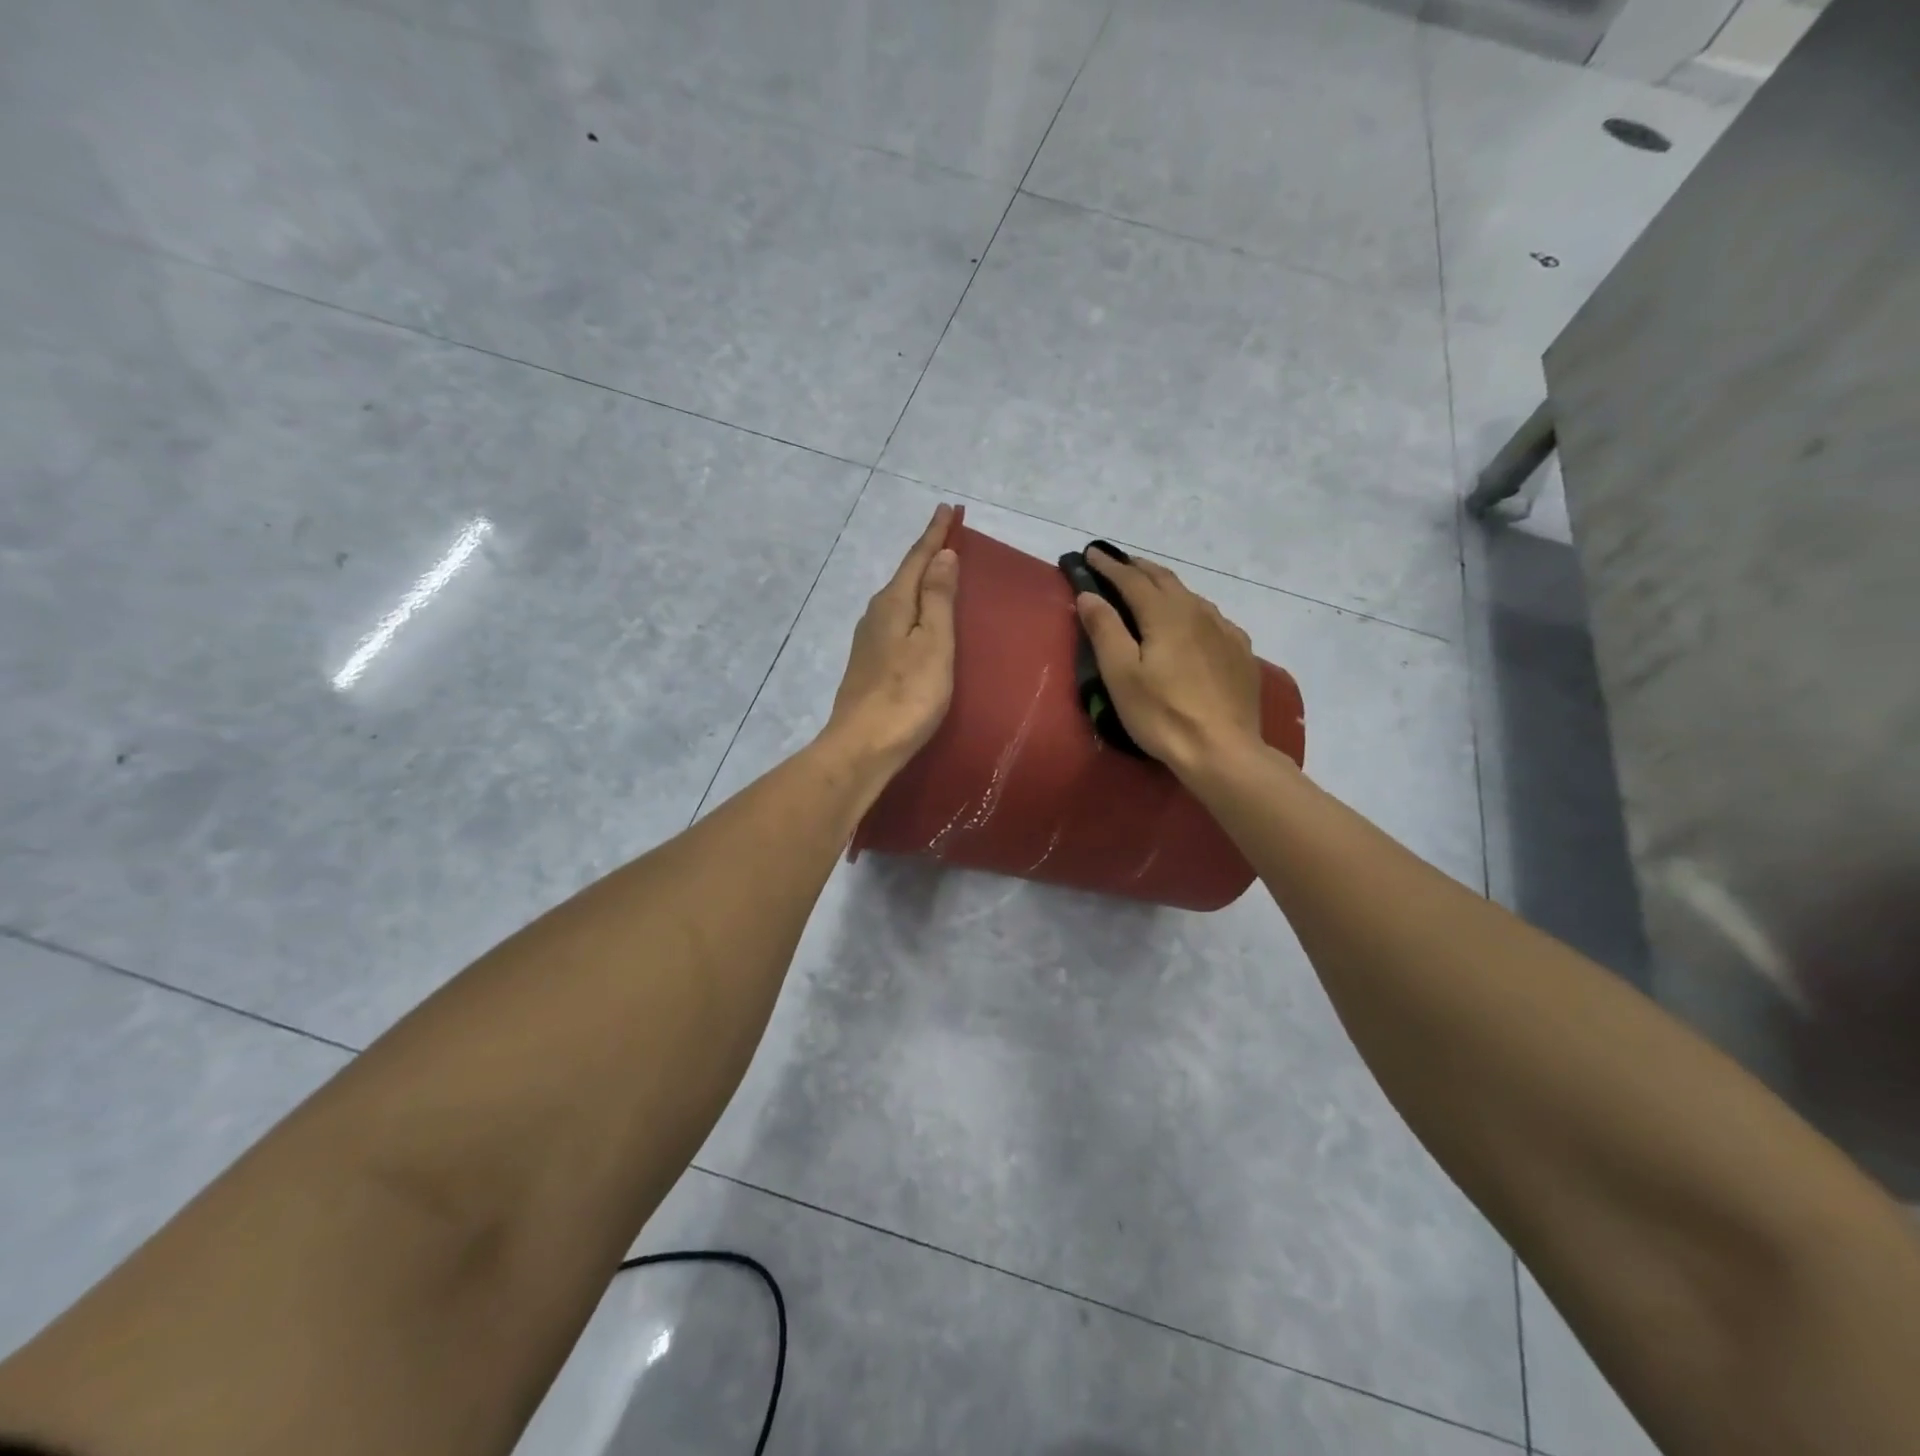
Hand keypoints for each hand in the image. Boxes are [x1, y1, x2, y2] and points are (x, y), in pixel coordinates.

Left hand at [823, 503, 960, 776]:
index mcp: (893, 603)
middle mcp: (876, 614)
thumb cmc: (907, 695)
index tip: (947, 508)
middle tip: (948, 535)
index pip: (918, 558)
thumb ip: (938, 598)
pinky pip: (896, 620)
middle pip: (905, 575)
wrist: (862, 746)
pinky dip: (912, 608)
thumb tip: (942, 556)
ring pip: (899, 598)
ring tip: (939, 572)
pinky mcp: (869, 663)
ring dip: (919, 581)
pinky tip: (919, 618)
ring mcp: (868, 640)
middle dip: (927, 554)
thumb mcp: (933, 643)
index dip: (935, 534)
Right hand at [1076, 546, 1262, 775]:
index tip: (1091, 554)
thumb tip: (1089, 594)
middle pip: (1164, 579)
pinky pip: (1212, 618)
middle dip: (1137, 568)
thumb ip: (1105, 629)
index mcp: (1166, 614)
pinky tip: (1192, 621)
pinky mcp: (1240, 652)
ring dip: (1165, 586)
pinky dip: (1191, 609)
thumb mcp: (1121, 675)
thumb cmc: (1163, 714)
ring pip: (1191, 596)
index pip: (1131, 579)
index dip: (1109, 565)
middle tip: (1117, 563)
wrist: (1223, 751)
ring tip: (1149, 587)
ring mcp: (1225, 631)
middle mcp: (1198, 612)